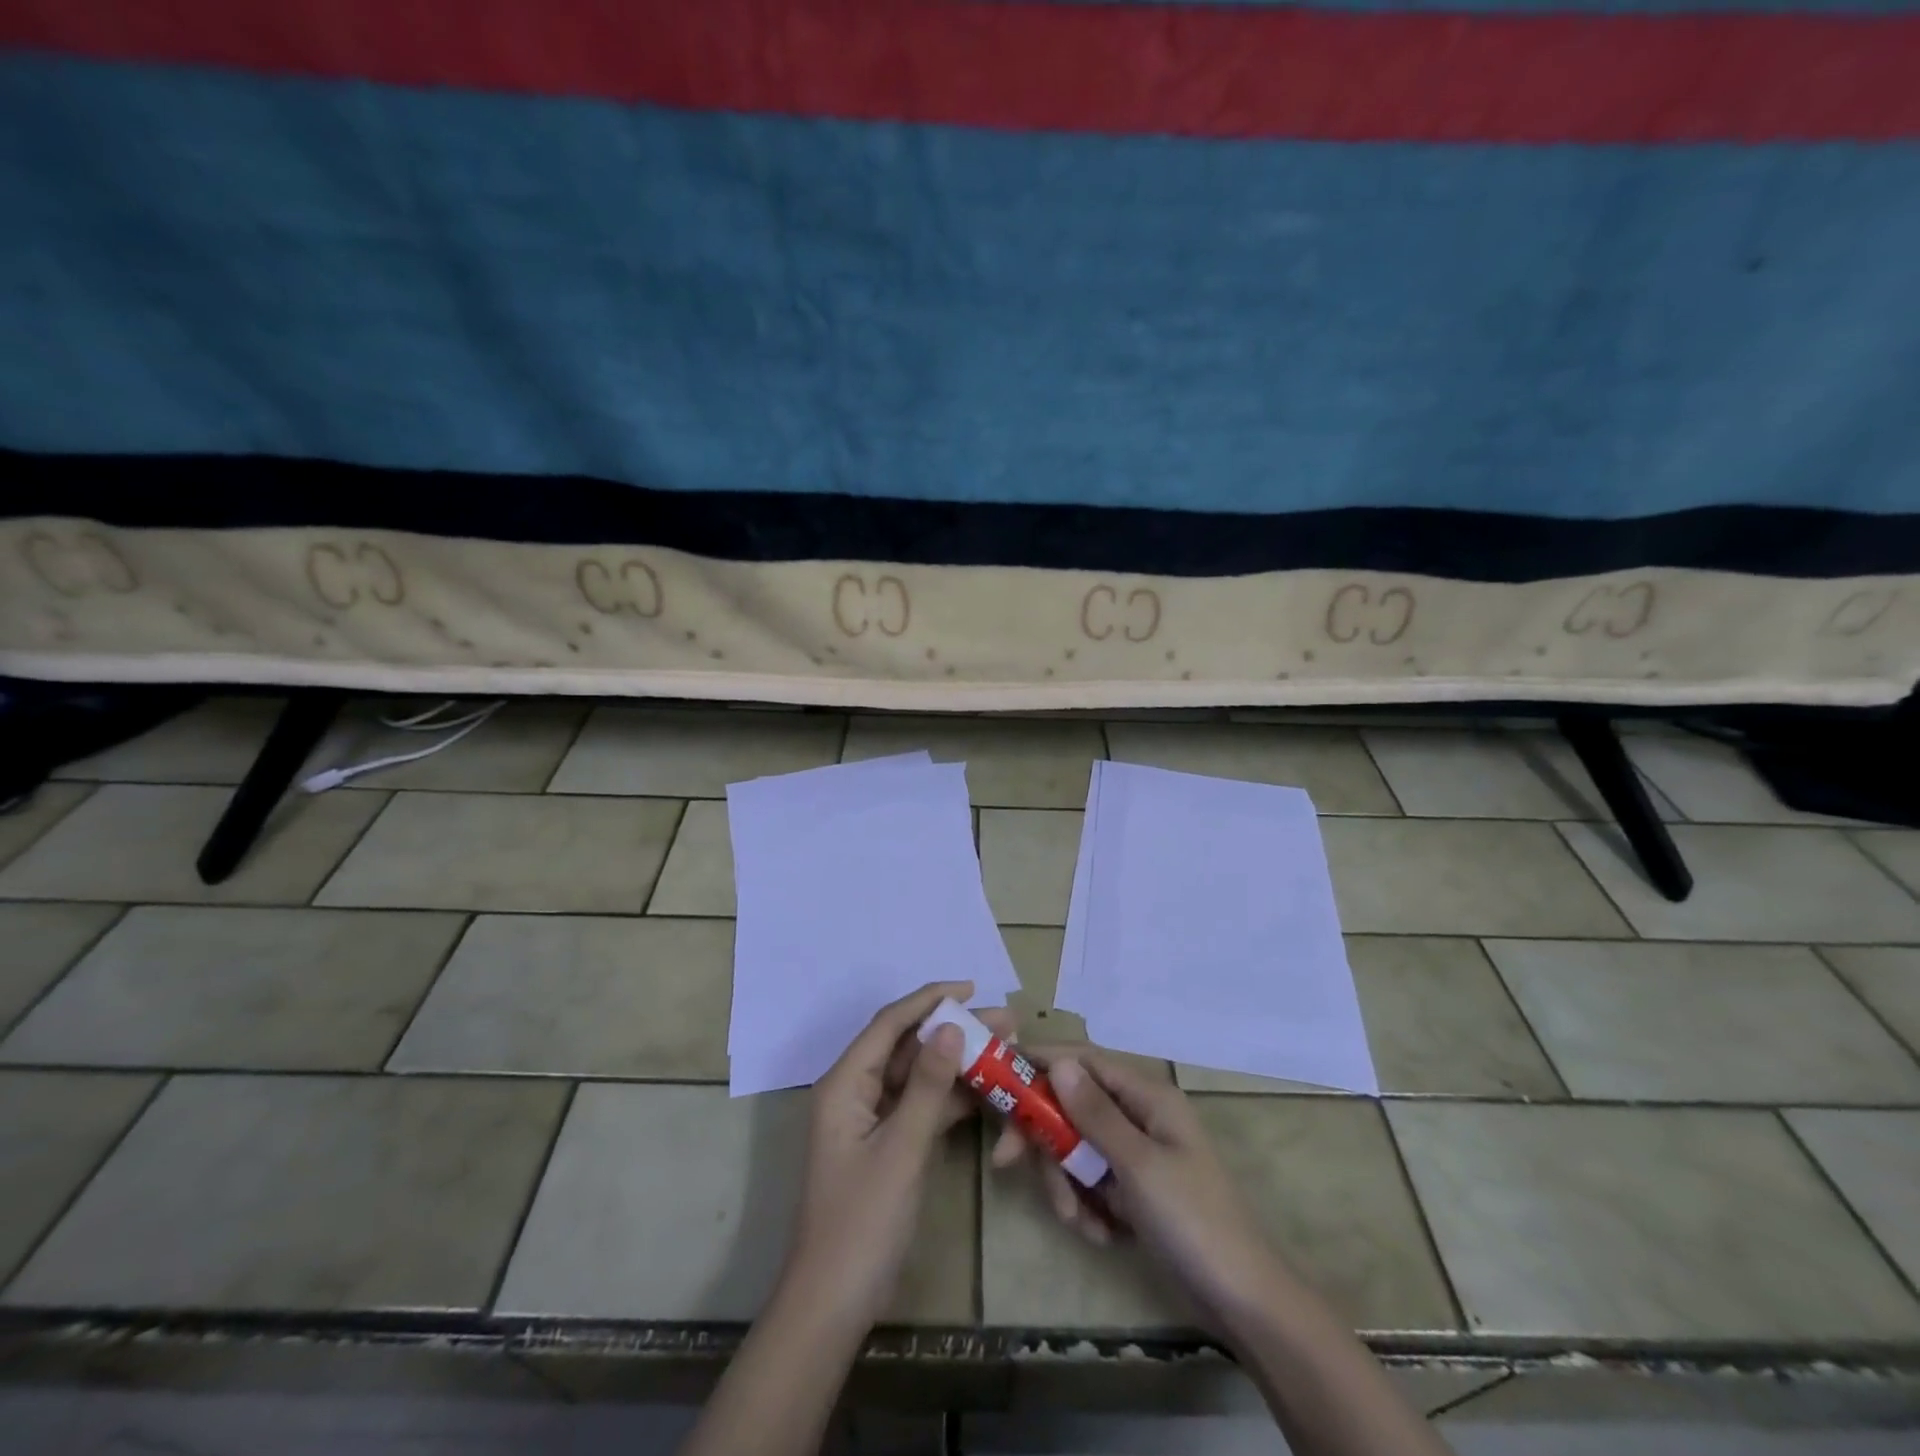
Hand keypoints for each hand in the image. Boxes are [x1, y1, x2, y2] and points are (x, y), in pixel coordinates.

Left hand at [781, 981, 1010, 1332]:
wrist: (833, 1305)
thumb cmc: (862, 1222)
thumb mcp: (901, 1149)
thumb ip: (928, 1086)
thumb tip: (951, 1027)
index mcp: (845, 1082)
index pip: (890, 1024)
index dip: (930, 1000)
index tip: (972, 988)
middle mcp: (855, 1091)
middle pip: (906, 1046)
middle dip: (952, 1030)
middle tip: (1003, 1021)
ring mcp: (871, 1119)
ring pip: (916, 1075)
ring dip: (956, 1062)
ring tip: (1004, 1047)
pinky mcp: (886, 1144)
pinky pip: (920, 1105)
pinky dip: (949, 1096)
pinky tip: (986, 1089)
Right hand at [998, 1049, 1292, 1332]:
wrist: (1243, 1302)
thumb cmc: (1193, 1220)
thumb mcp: (1138, 1165)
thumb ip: (1094, 1113)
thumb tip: (1058, 1061)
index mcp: (1147, 1096)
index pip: (1084, 1060)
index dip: (1041, 1062)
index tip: (999, 1071)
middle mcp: (1140, 1115)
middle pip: (1072, 1108)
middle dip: (1045, 1139)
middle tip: (1007, 1164)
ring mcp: (1137, 1154)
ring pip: (1077, 1149)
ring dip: (1067, 1184)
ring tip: (1079, 1221)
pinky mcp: (1134, 1189)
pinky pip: (1092, 1182)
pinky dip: (1087, 1206)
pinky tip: (1102, 1235)